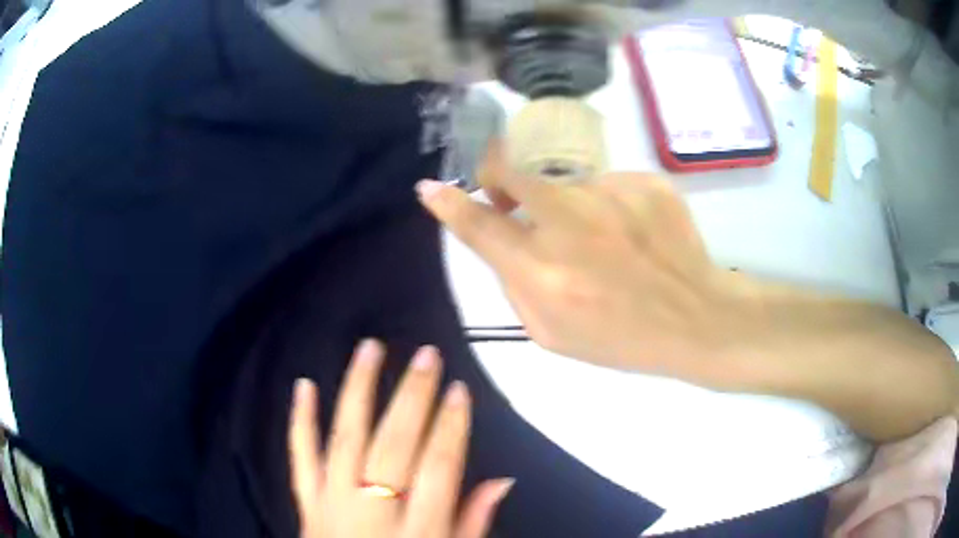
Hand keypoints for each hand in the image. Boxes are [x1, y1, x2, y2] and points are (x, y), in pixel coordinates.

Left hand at [289, 340, 513, 537]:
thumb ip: (473, 523)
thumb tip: (501, 482)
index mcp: (416, 529)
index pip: (439, 468)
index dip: (451, 426)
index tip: (459, 390)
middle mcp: (372, 510)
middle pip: (394, 446)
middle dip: (413, 398)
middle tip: (426, 357)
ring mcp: (331, 502)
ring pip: (345, 439)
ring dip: (358, 391)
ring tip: (370, 350)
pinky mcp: (306, 501)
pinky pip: (300, 456)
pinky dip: (300, 420)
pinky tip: (303, 385)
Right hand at [419, 147, 958, 440]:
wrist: (698, 319)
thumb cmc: (622, 339)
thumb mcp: (553, 334)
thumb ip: (515, 284)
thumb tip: (501, 239)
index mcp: (542, 273)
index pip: (480, 226)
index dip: (449, 204)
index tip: (431, 186)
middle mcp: (569, 225)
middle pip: (511, 171)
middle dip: (496, 170)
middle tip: (503, 184)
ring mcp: (611, 196)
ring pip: (563, 178)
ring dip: (562, 199)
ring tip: (599, 236)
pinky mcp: (645, 181)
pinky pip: (607, 182)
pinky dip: (608, 203)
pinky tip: (633, 233)